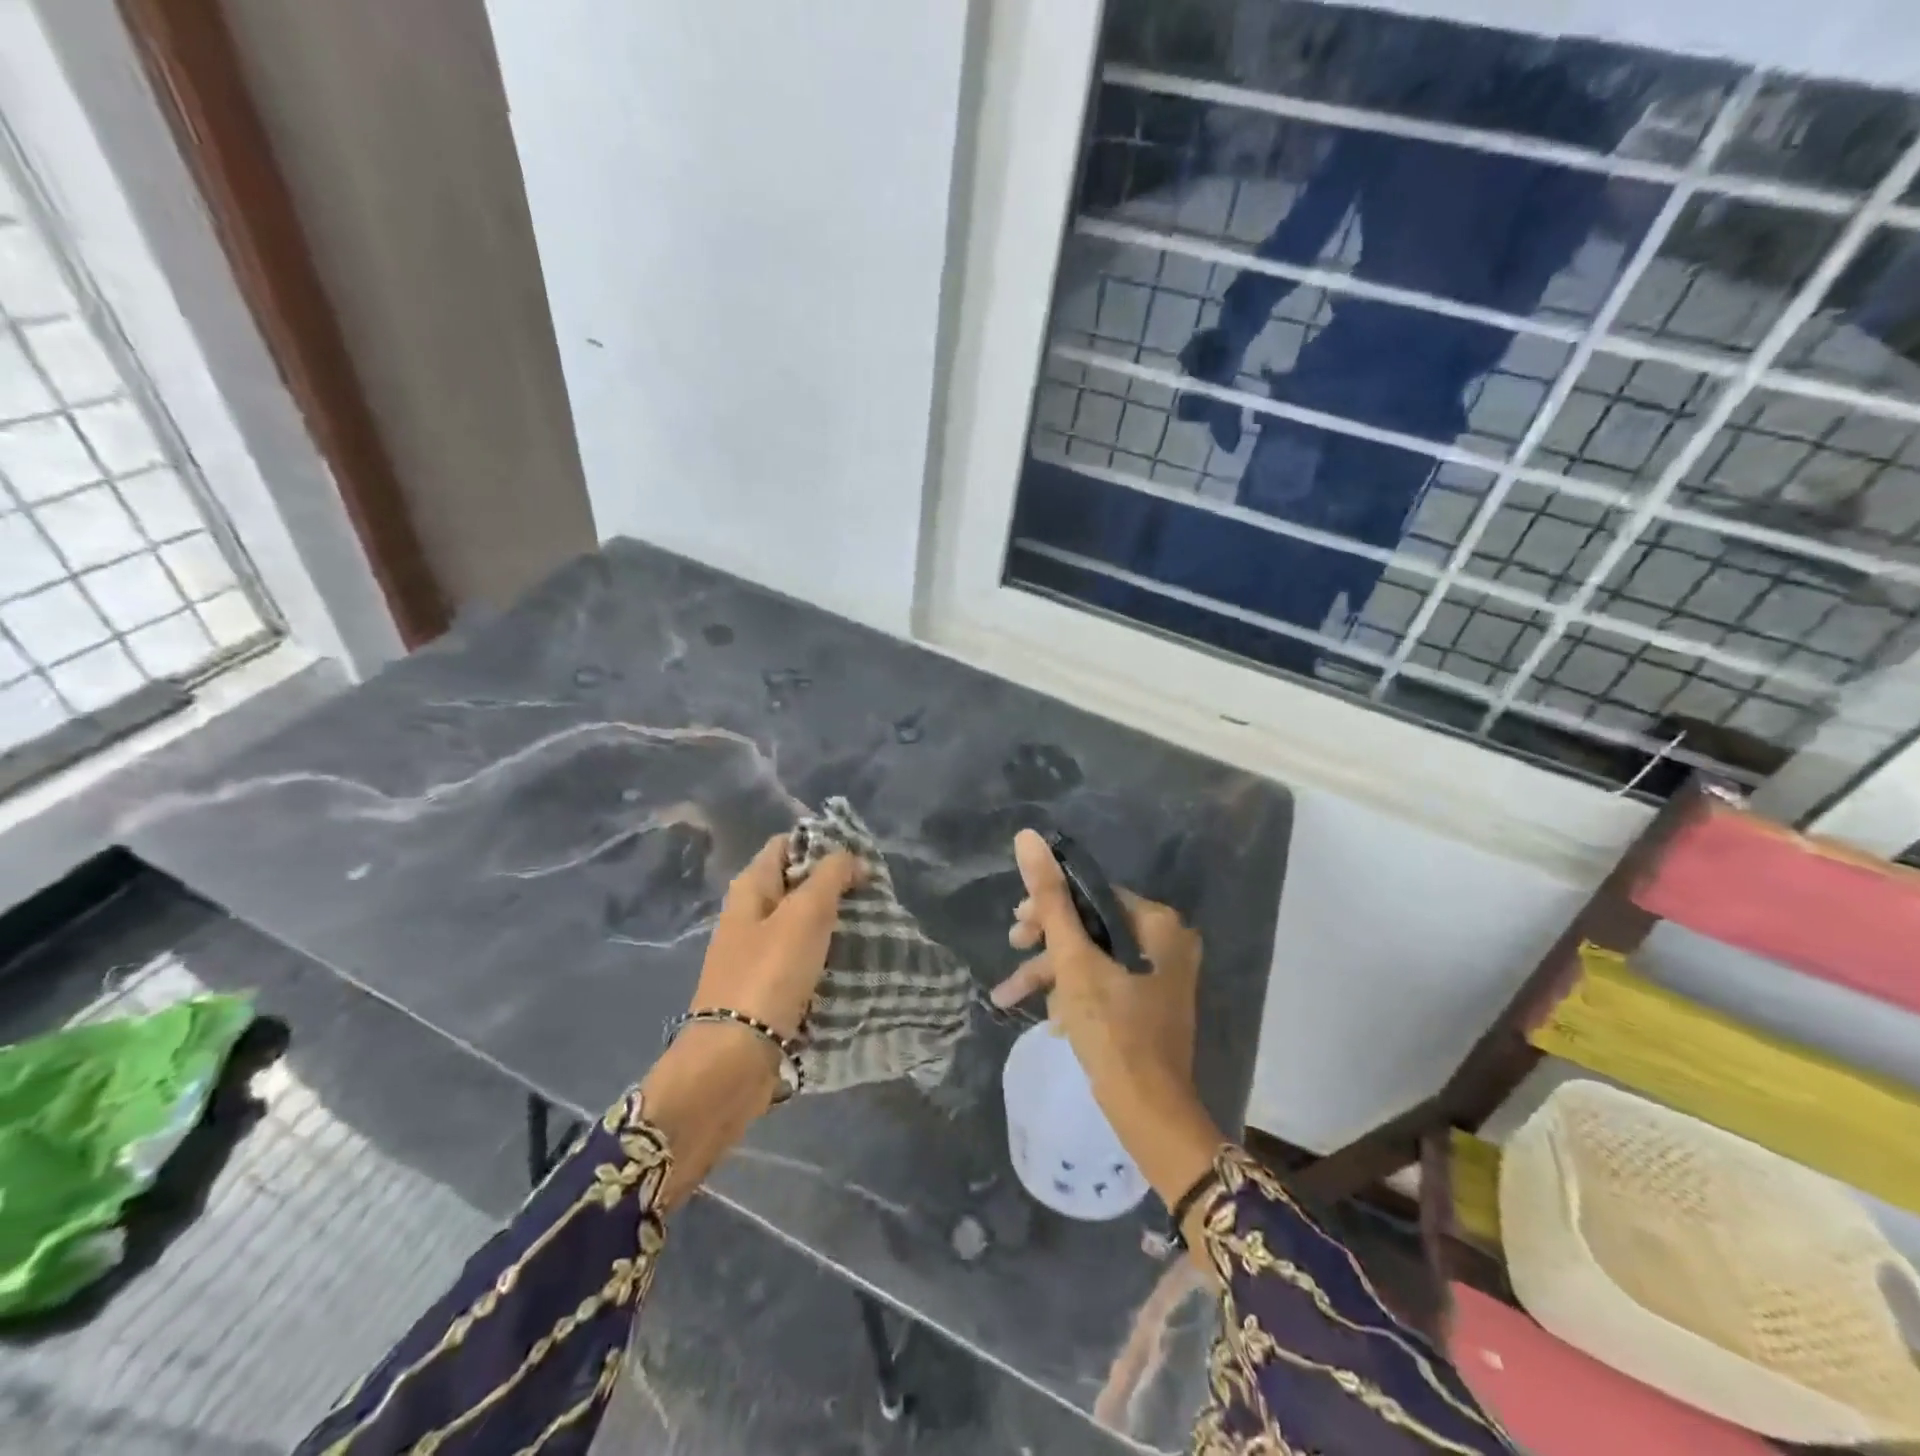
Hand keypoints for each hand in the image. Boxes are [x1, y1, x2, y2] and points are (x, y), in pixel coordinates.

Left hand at [690, 833, 865, 1039]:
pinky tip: (849, 962)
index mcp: (749, 888)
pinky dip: (823, 955)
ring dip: (831, 922)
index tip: (859, 859)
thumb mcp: (805, 913)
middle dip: (832, 885)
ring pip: (799, 923)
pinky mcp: (764, 988)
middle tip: (872, 894)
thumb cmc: (769, 974)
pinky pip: (799, 958)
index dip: (820, 844)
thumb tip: (852, 857)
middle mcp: (747, 915)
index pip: (785, 845)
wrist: (734, 1059)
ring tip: (869, 926)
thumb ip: (831, 876)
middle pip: (794, 884)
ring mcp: (754, 953)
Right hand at [990, 829, 1221, 1209]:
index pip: (1093, 895)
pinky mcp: (1149, 1004)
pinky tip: (1048, 1019)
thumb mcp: (1073, 960)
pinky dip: (1073, 995)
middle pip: (1091, 925)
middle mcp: (1166, 943)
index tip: (1017, 925)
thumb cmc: (1111, 1029)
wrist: (1148, 1113)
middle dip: (1047, 944)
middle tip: (1013, 947)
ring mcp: (1160, 976)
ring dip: (1051, 975)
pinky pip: (1104, 983)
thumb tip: (1027, 837)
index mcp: (1158, 924)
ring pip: (1093, 958)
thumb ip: (1050, 899)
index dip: (1050, 906)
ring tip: (1007, 996)